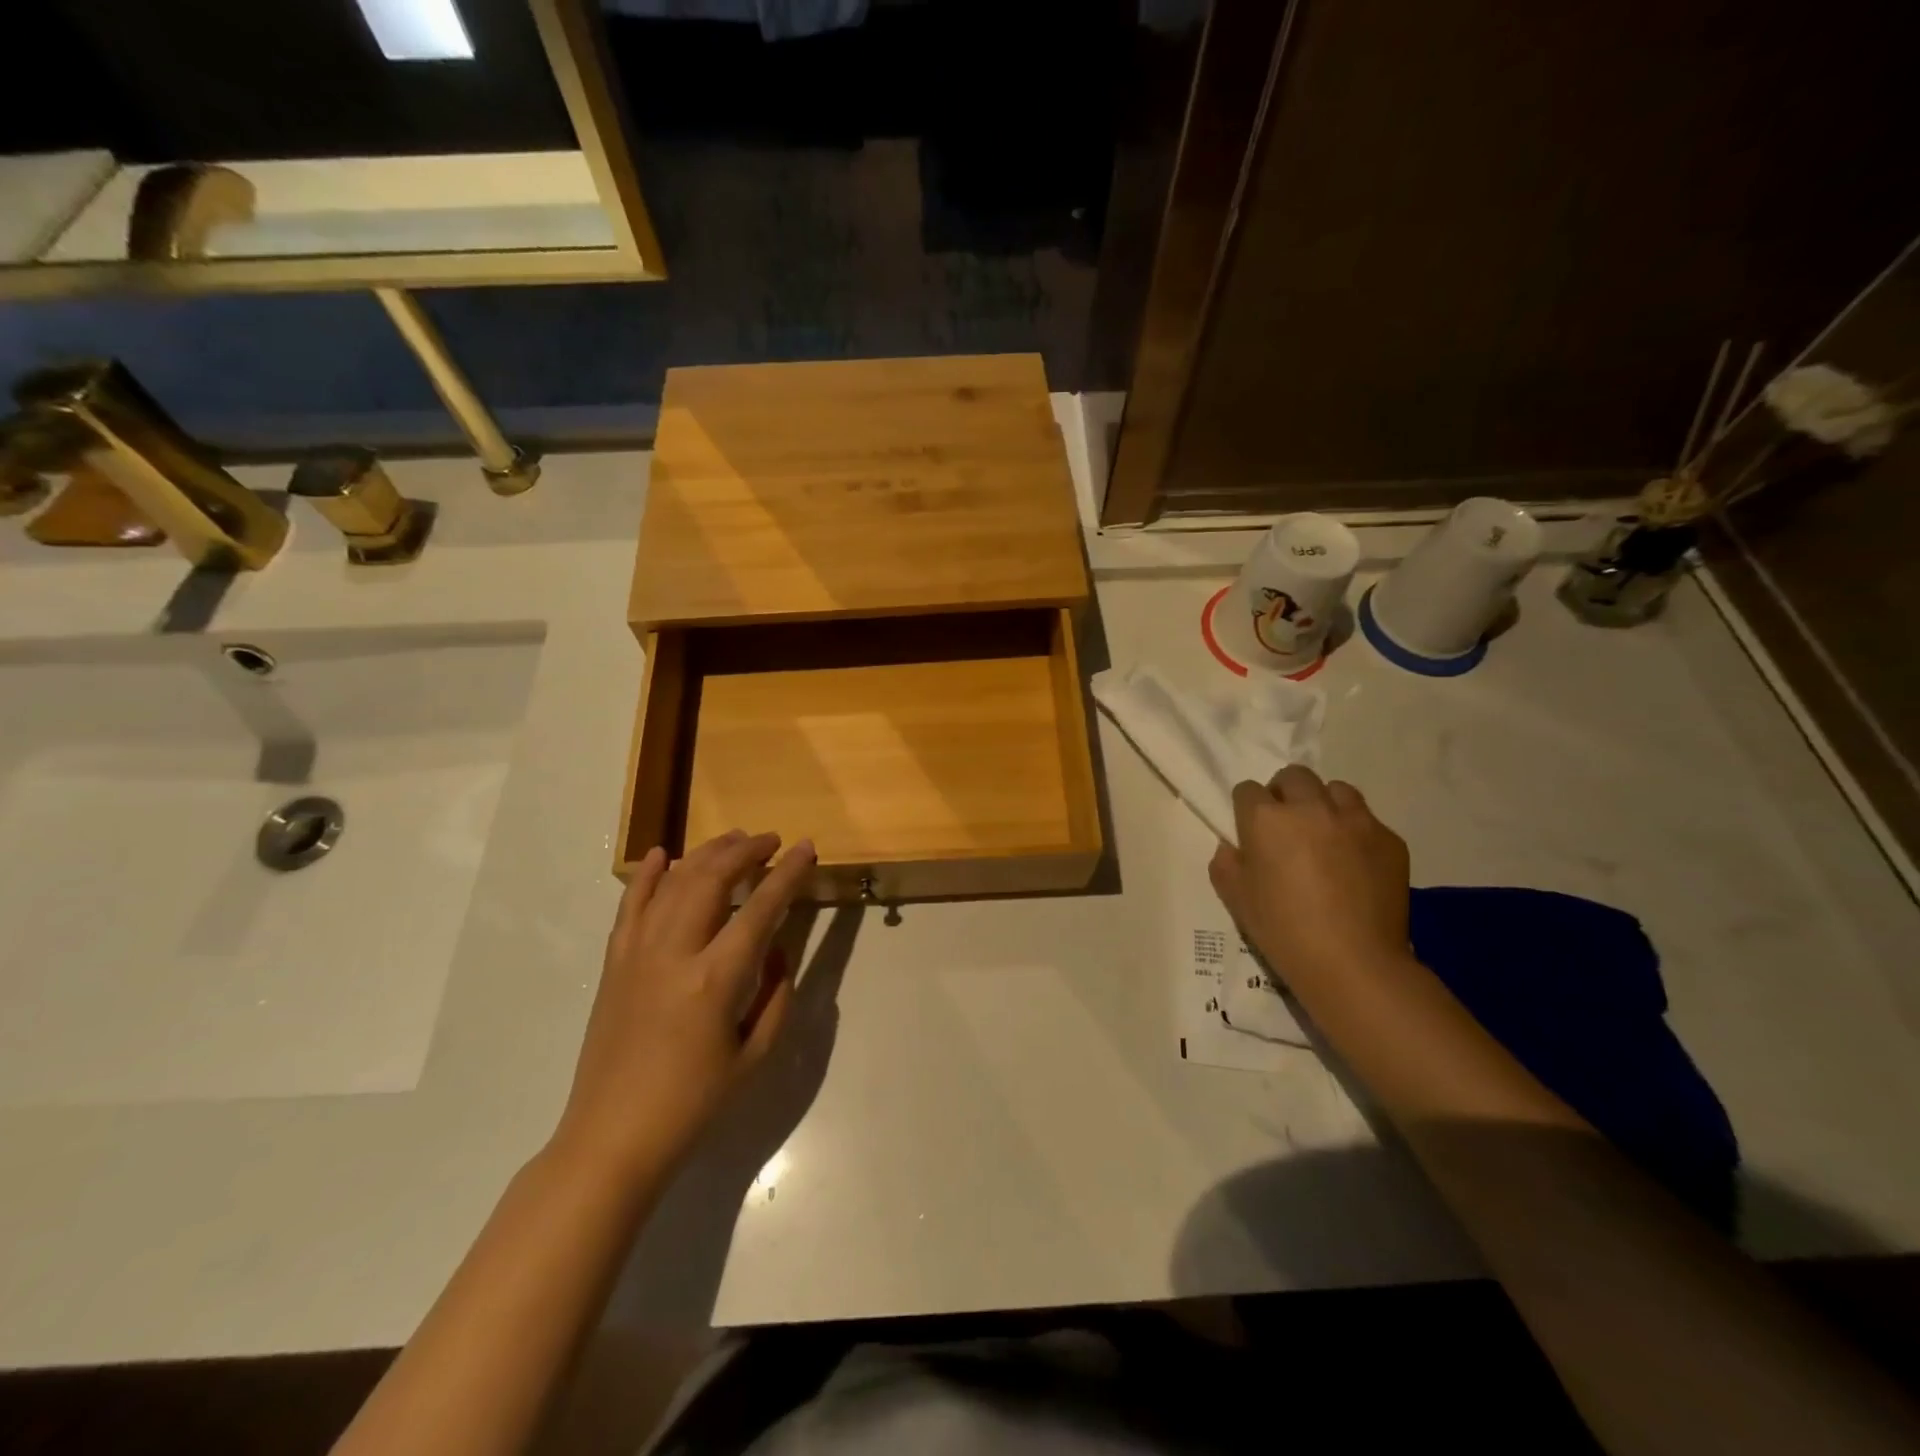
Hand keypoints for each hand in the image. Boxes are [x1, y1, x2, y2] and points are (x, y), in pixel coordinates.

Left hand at [554, 830, 815, 1182]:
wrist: (612, 1137)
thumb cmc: (693, 1104)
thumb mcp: (755, 1056)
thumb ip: (776, 996)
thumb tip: (775, 950)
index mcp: (715, 979)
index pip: (760, 908)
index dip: (787, 873)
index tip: (806, 848)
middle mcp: (674, 953)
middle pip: (711, 879)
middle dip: (745, 851)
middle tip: (771, 840)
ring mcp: (638, 953)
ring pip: (673, 883)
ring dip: (705, 854)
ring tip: (733, 840)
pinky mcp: (614, 963)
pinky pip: (630, 906)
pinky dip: (645, 875)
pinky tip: (660, 854)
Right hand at [1209, 766, 1410, 988]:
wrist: (1353, 963)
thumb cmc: (1283, 930)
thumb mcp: (1235, 898)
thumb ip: (1226, 863)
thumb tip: (1234, 846)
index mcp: (1267, 819)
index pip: (1248, 790)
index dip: (1247, 809)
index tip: (1251, 831)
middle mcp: (1311, 808)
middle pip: (1294, 776)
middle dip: (1285, 793)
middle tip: (1286, 826)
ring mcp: (1356, 821)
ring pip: (1336, 790)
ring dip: (1324, 804)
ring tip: (1324, 835)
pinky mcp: (1390, 840)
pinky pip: (1368, 821)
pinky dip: (1356, 833)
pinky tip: (1354, 864)